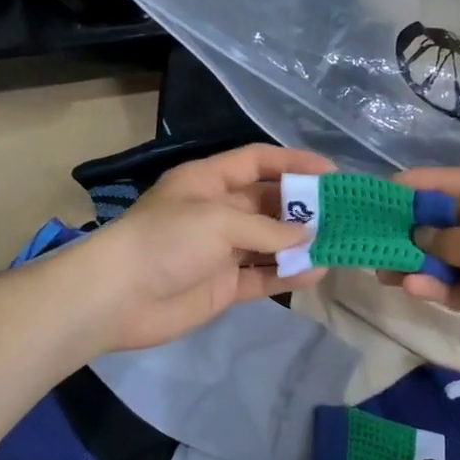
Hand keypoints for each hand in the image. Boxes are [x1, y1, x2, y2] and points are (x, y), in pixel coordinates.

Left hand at [74, 144, 332, 352]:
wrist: (116, 297)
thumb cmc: (166, 240)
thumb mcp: (218, 220)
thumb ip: (267, 229)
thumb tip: (309, 238)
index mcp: (208, 180)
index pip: (257, 161)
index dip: (293, 163)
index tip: (331, 173)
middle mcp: (217, 211)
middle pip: (268, 202)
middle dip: (304, 208)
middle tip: (343, 214)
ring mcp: (221, 250)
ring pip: (270, 242)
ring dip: (301, 244)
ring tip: (339, 244)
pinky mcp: (223, 285)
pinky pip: (263, 276)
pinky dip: (287, 274)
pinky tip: (316, 272)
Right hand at [391, 167, 459, 395]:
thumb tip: (419, 236)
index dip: (430, 183)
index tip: (392, 186)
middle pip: (453, 221)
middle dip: (416, 225)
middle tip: (376, 228)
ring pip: (447, 258)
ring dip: (417, 260)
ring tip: (381, 264)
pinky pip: (453, 288)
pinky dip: (432, 287)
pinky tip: (409, 287)